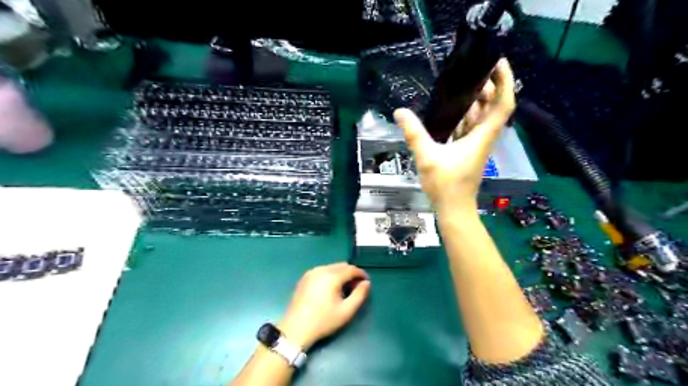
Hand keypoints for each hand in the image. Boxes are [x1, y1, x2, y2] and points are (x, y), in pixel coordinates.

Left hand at [278, 262, 370, 349]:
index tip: (366, 283)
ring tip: (344, 289)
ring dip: (341, 274)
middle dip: (351, 274)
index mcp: (331, 276)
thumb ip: (360, 295)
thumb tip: (366, 283)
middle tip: (356, 288)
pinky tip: (331, 289)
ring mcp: (311, 273)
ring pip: (332, 267)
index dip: (361, 274)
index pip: (351, 269)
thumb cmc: (323, 321)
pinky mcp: (305, 278)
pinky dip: (331, 276)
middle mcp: (321, 269)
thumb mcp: (346, 311)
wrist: (295, 329)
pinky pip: (323, 271)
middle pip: (342, 266)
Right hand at [395, 59, 513, 212]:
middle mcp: (483, 137)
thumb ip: (414, 134)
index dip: (504, 81)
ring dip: (476, 101)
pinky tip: (451, 111)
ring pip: (482, 117)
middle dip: (488, 87)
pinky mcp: (468, 151)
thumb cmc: (446, 184)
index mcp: (482, 136)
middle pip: (494, 107)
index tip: (496, 63)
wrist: (454, 208)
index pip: (503, 103)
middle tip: (472, 71)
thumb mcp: (427, 157)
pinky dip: (466, 116)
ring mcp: (476, 145)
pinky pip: (471, 127)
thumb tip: (400, 112)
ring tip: (461, 85)